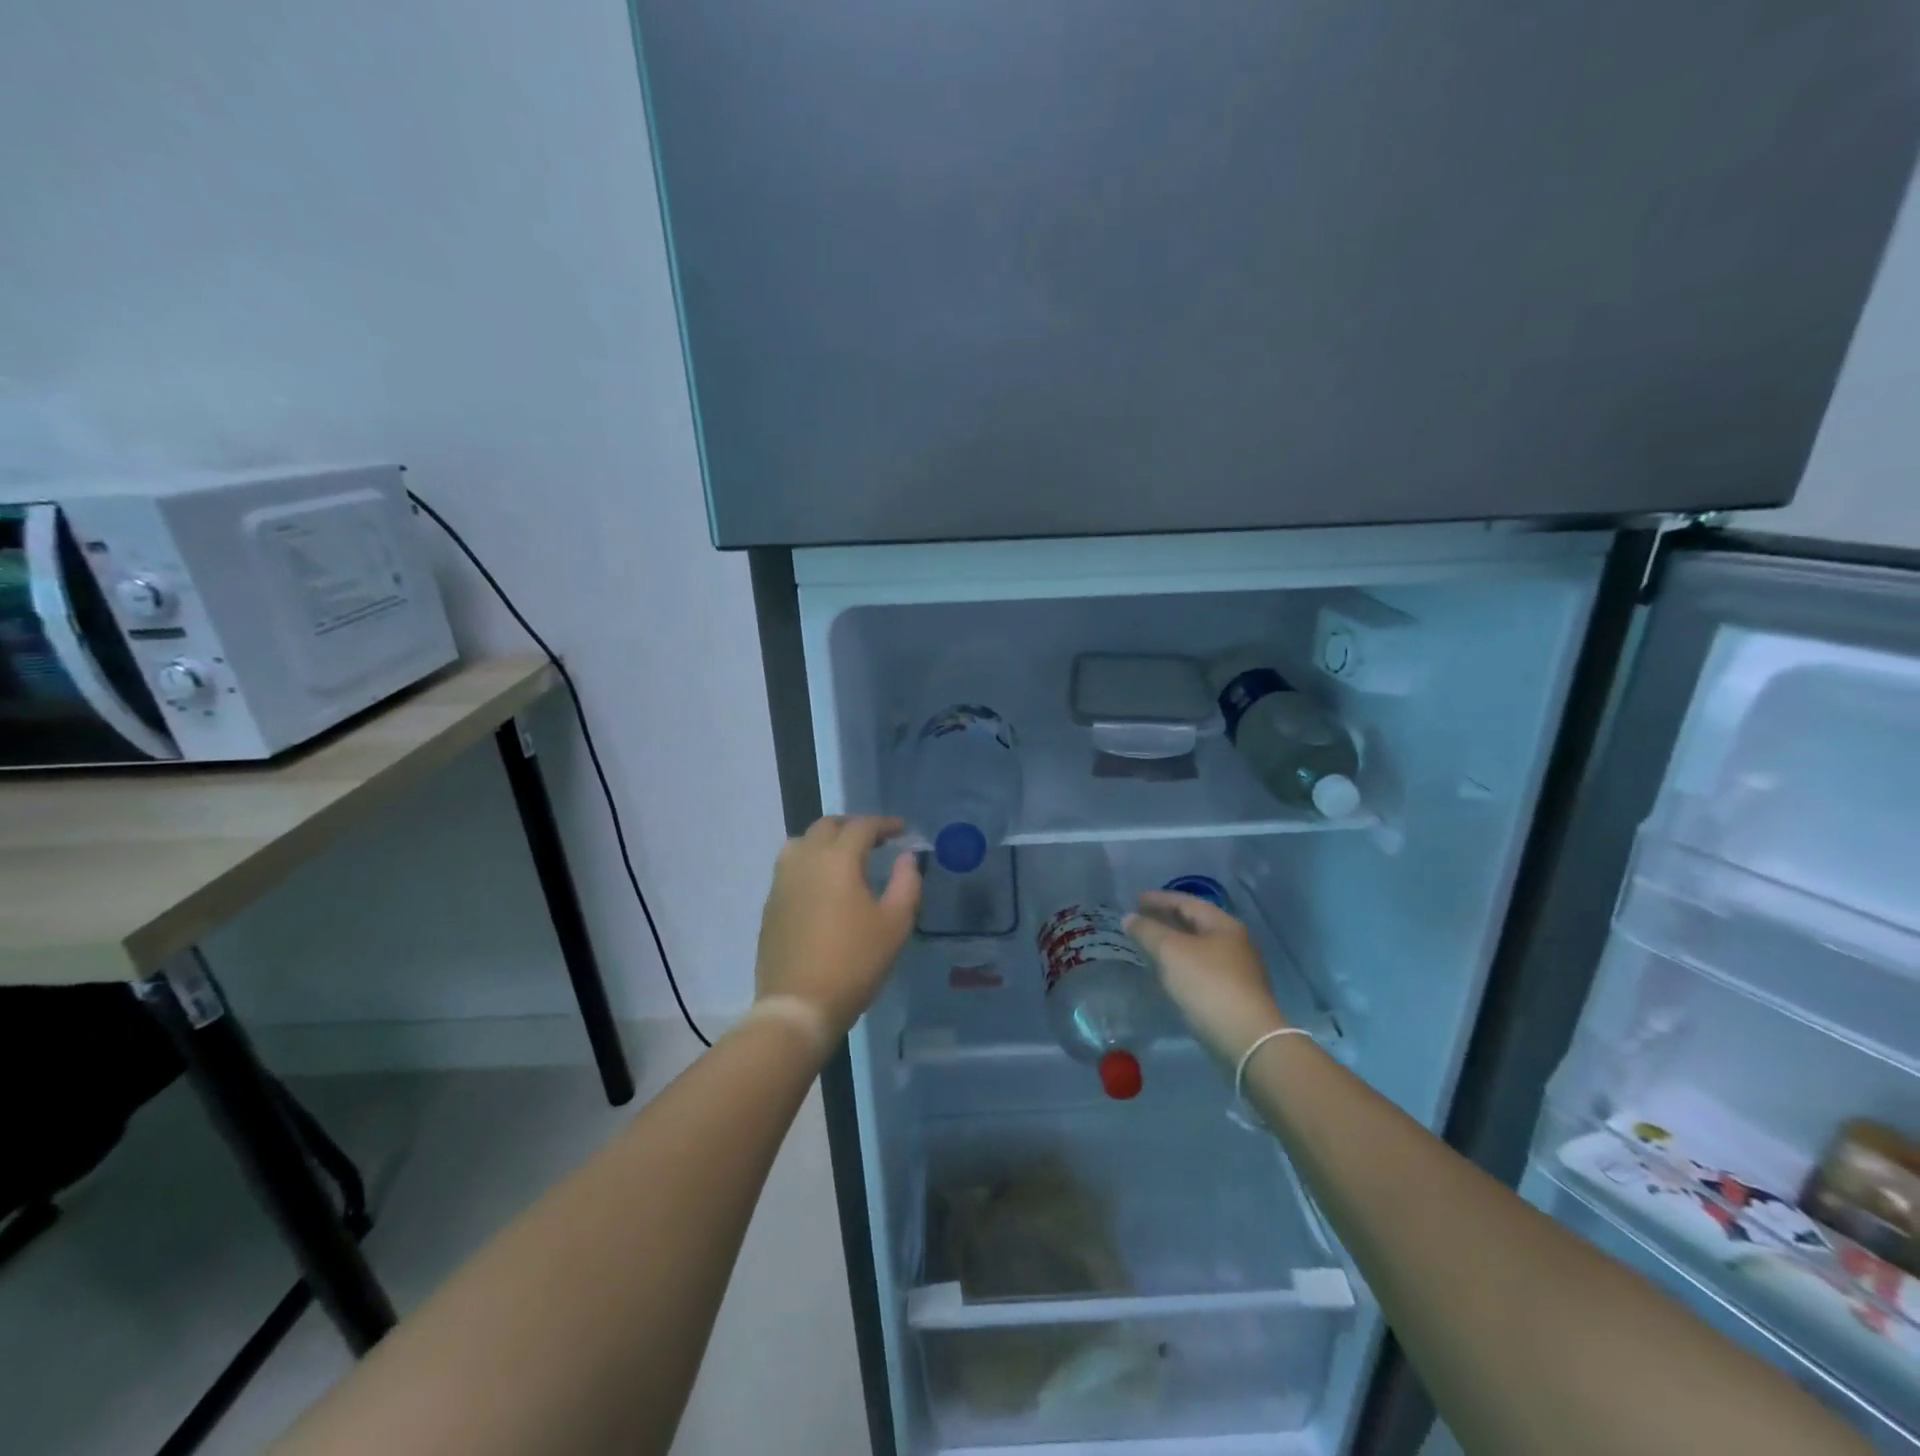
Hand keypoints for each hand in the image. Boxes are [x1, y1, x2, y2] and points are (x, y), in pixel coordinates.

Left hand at [755, 816, 920, 1037]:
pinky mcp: (770, 904)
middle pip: (827, 826)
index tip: (902, 831)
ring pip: (801, 842)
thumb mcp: (895, 924)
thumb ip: (906, 883)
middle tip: (875, 841)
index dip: (885, 824)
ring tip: (845, 859)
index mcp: (837, 859)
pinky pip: (789, 867)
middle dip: (853, 827)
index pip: (862, 826)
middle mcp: (805, 860)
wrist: (799, 1005)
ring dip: (825, 841)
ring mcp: (781, 881)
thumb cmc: (854, 962)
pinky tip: (822, 886)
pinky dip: (809, 863)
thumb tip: (906, 857)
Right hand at [1124, 891, 1286, 1063]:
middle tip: (1139, 920)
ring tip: (1148, 945)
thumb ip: (1148, 930)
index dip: (1159, 899)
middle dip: (1166, 919)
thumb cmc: (1208, 984)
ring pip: (1198, 948)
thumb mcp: (1171, 951)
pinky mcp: (1233, 995)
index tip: (1134, 900)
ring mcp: (1237, 970)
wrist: (1246, 1040)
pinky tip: (1167, 973)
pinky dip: (1181, 964)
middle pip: (1195, 923)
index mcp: (1223, 925)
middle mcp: (1234, 943)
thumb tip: (1129, 918)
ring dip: (1173, 943)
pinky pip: (1201, 969)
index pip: (1187, 902)